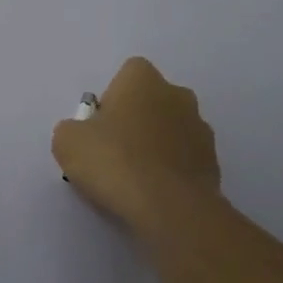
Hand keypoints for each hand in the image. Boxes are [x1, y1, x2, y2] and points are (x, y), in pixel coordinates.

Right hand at [51, 56, 219, 237]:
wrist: (170, 208)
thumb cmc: (115, 162)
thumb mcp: (68, 142)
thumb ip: (72, 129)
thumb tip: (82, 134)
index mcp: (144, 79)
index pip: (127, 74)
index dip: (111, 98)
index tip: (100, 126)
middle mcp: (178, 94)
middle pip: (152, 101)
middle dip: (137, 120)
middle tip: (115, 152)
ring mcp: (201, 129)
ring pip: (171, 130)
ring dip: (157, 146)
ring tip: (136, 179)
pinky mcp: (214, 163)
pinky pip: (185, 160)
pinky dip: (172, 171)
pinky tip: (156, 194)